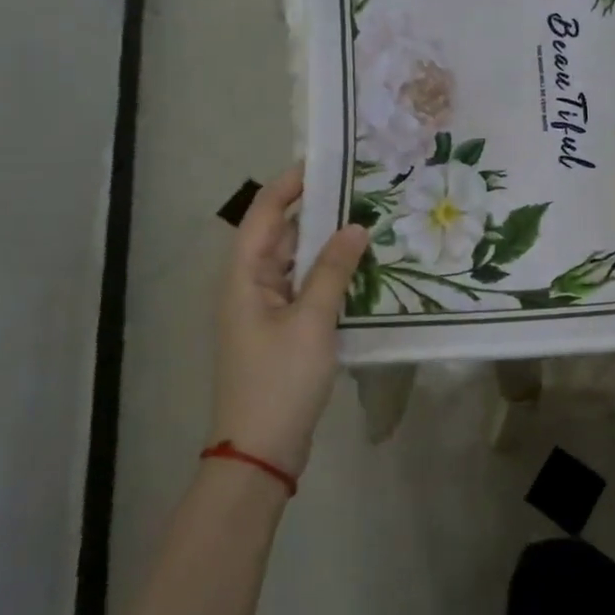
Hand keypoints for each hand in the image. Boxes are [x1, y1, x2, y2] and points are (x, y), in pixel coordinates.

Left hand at [212, 165, 369, 476]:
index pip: (264, 211)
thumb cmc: (280, 379)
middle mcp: (250, 284)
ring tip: (369, 222)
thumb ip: (333, 271)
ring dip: (327, 245)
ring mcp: (266, 309)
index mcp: (244, 275)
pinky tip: (362, 271)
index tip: (329, 162)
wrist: (260, 452)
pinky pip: (306, 289)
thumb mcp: (311, 321)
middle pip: (282, 234)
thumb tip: (355, 227)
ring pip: (297, 263)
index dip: (291, 183)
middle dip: (318, 211)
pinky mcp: (282, 331)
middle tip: (362, 191)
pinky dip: (330, 276)